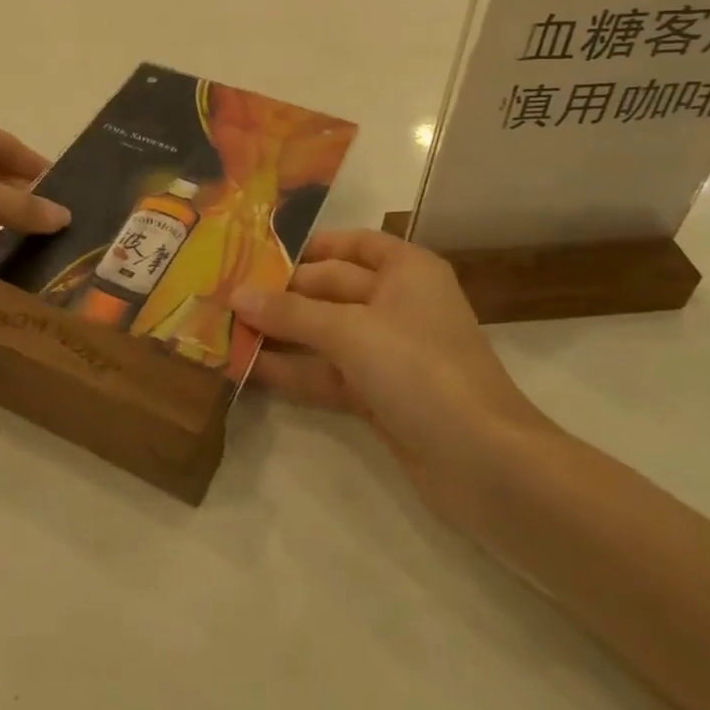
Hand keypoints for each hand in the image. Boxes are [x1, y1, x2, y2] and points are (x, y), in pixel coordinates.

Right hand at [232, 230, 551, 528]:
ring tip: (225, 332)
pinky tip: (250, 371)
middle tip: (224, 297)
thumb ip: (291, 313)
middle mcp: (397, 303)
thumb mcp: (350, 332)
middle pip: (330, 289)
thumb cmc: (421, 370)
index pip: (348, 244)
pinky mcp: (380, 395)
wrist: (486, 465)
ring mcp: (389, 352)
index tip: (253, 252)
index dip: (304, 246)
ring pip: (325, 334)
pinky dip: (296, 372)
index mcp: (405, 270)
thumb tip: (236, 295)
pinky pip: (329, 373)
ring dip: (282, 336)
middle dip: (281, 295)